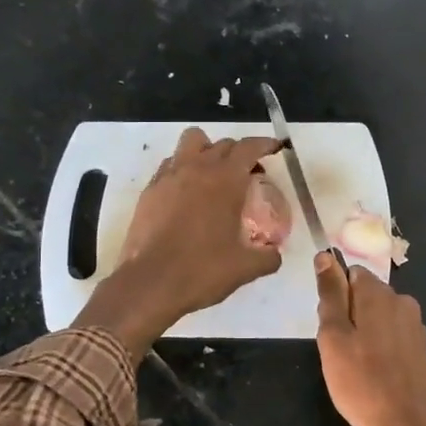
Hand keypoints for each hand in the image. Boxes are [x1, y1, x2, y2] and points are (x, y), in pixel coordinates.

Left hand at [75, 129, 283, 360]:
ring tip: (213, 174)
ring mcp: (169, 176)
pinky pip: (170, 165)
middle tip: (248, 174)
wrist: (150, 282)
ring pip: (191, 142)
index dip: (264, 144)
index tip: (274, 148)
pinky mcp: (150, 190)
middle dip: (239, 153)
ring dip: (207, 150)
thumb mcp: (245, 268)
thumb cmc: (202, 270)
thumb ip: (267, 257)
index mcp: (225, 180)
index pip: (248, 148)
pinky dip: (182, 169)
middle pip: (222, 144)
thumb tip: (275, 254)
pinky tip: (186, 193)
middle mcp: (197, 168)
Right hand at [314, 253, 425, 425]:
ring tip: (356, 367)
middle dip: (348, 315)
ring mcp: (416, 326)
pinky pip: (392, 336)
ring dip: (364, 333)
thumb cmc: (362, 384)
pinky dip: (381, 348)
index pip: (350, 273)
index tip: (329, 327)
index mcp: (379, 294)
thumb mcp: (333, 337)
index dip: (335, 297)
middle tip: (339, 352)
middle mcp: (402, 301)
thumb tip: (325, 256)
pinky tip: (376, 375)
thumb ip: (330, 294)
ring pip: (378, 317)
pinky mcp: (422, 348)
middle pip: (365, 295)